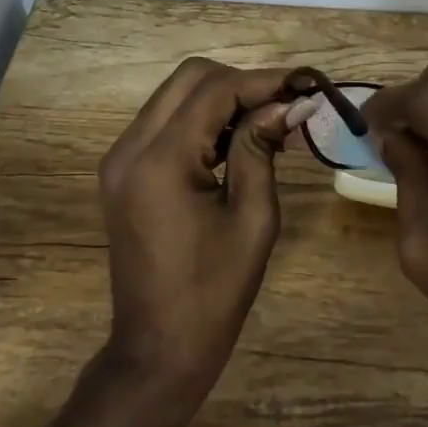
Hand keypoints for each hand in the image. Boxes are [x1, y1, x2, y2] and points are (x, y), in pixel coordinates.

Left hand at [97, 59, 309, 391]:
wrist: (157, 349)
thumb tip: (291, 103)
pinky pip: (166, 120)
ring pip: (176, 94)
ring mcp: (121, 158)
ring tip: (269, 121)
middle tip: (286, 104)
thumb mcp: (253, 218)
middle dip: (243, 82)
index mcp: (161, 161)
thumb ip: (263, 148)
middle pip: (190, 77)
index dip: (265, 81)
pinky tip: (237, 139)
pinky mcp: (123, 170)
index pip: (216, 91)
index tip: (307, 84)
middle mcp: (130, 148)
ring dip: (223, 96)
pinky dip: (203, 117)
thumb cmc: (214, 292)